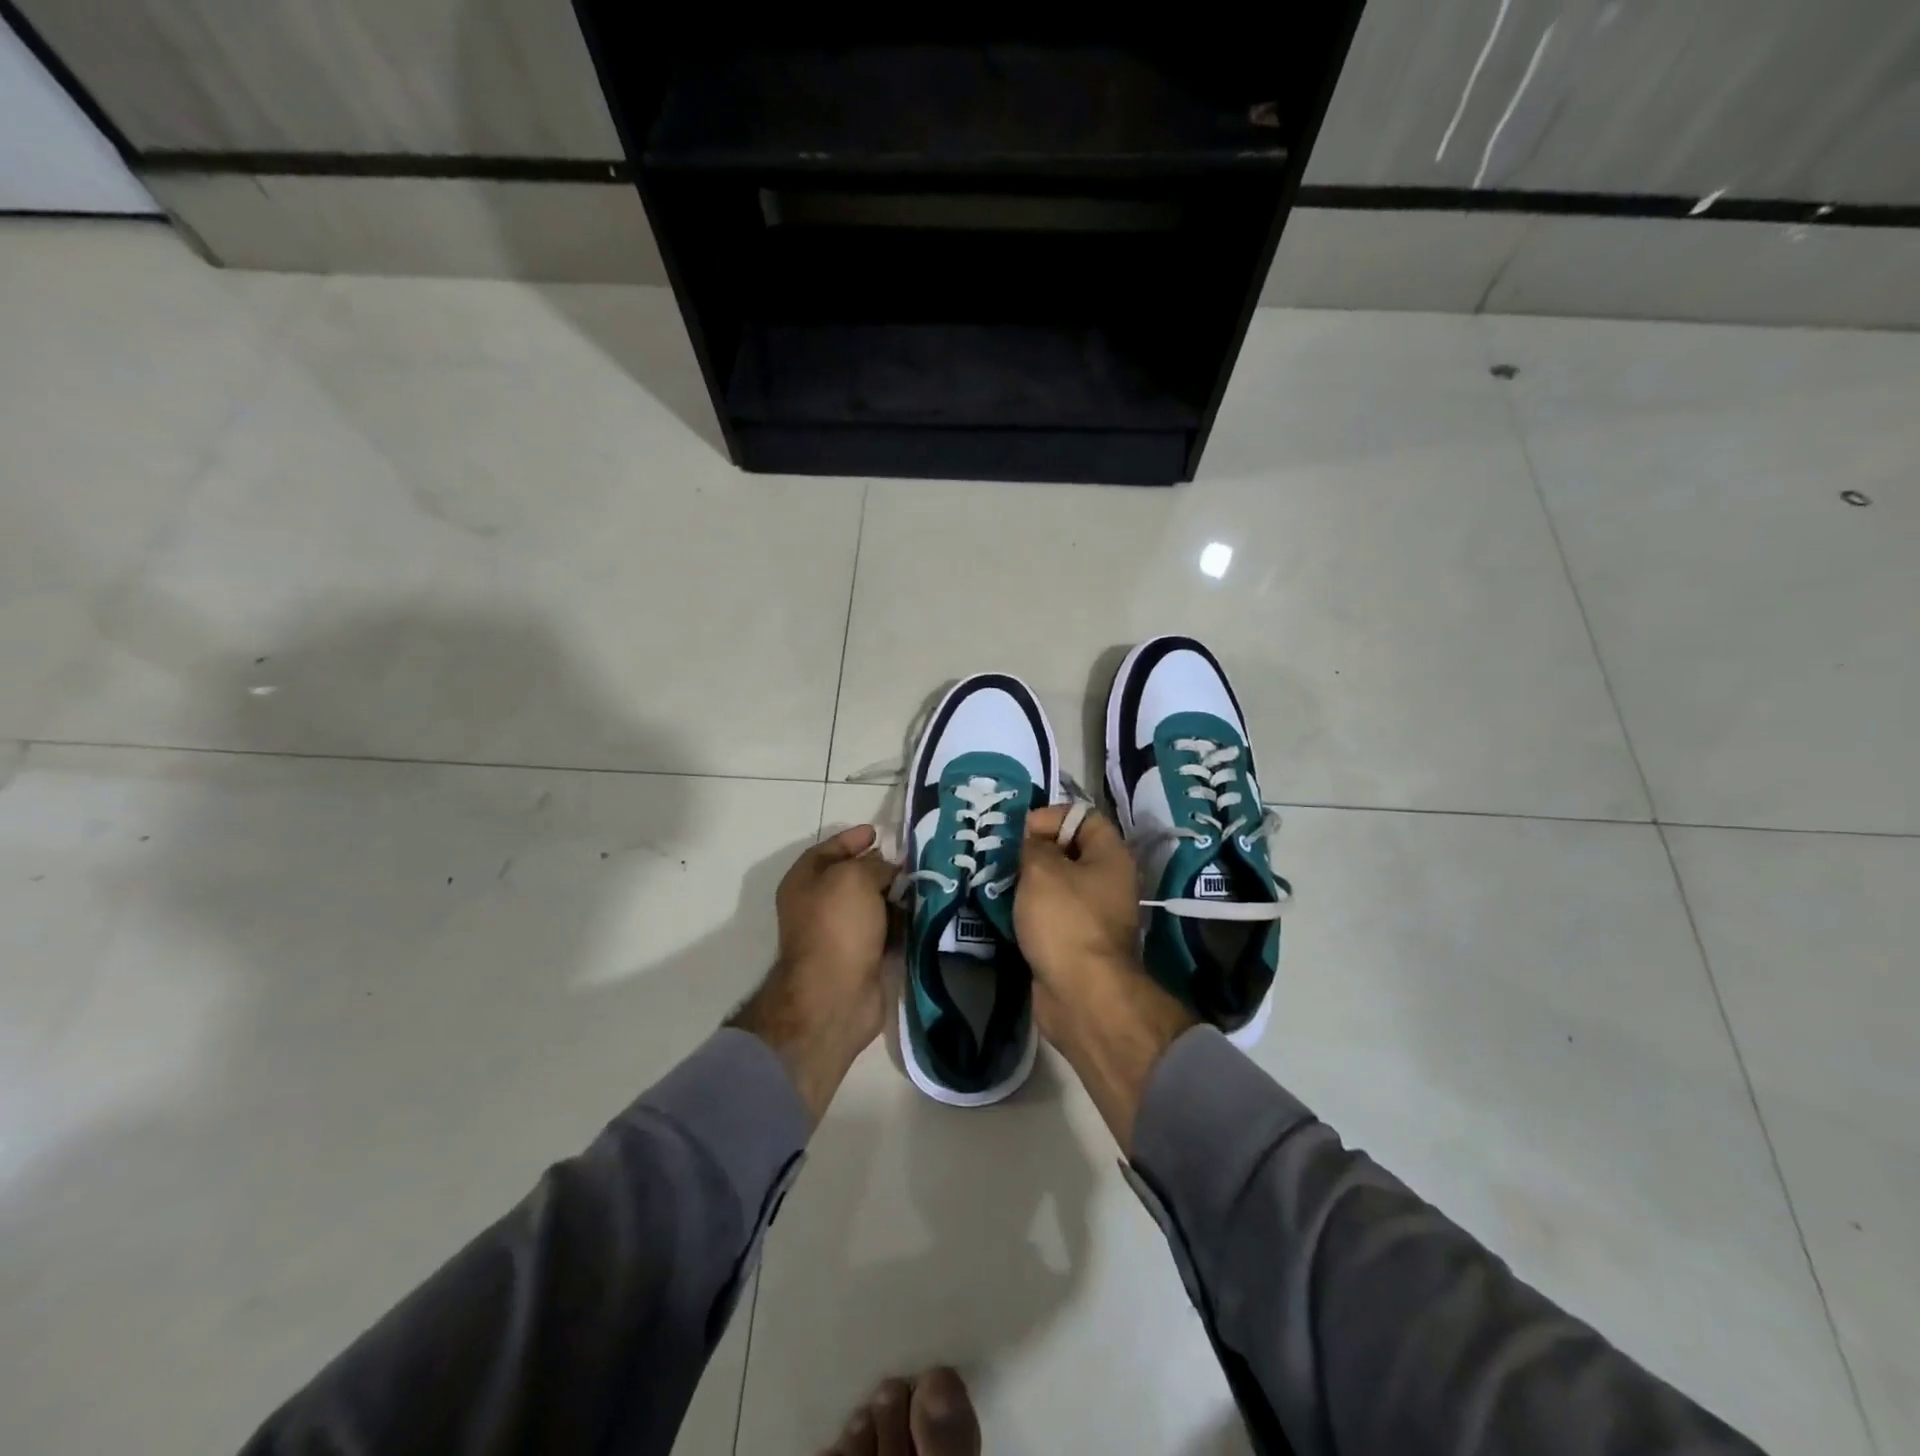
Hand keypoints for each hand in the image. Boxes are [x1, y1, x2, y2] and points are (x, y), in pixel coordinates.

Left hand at [730, 824, 896, 1121]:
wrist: (835, 995)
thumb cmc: (837, 926)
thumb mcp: (855, 878)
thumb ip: (874, 865)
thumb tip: (888, 870)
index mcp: (804, 881)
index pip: (828, 850)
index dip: (851, 838)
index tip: (877, 831)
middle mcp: (817, 906)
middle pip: (851, 878)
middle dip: (879, 867)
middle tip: (909, 858)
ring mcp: (839, 934)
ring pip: (871, 905)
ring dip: (894, 896)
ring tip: (923, 883)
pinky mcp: (860, 958)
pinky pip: (884, 931)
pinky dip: (900, 923)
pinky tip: (921, 914)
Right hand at [1017, 805, 1195, 1154]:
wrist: (1082, 995)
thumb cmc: (1065, 921)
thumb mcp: (1042, 870)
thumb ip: (1034, 846)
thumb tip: (1034, 843)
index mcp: (1110, 856)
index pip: (1083, 817)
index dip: (1051, 816)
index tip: (1021, 831)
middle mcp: (1108, 881)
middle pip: (1069, 851)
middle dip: (1033, 851)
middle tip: (1001, 856)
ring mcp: (1093, 915)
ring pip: (1056, 886)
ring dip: (1027, 883)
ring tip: (996, 882)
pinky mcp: (1075, 943)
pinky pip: (1050, 916)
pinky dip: (1028, 912)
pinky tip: (1003, 912)